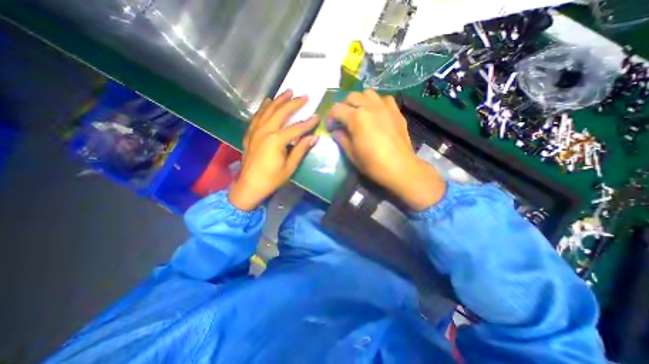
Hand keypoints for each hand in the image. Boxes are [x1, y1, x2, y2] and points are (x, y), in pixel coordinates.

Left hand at [227, 89, 318, 210]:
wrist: (249, 186)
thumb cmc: (272, 179)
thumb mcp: (290, 167)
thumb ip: (301, 150)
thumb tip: (314, 137)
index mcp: (276, 140)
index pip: (296, 128)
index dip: (308, 123)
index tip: (317, 116)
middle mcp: (265, 131)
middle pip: (281, 112)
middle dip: (293, 103)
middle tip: (304, 95)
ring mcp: (255, 131)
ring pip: (268, 110)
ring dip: (278, 100)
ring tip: (287, 91)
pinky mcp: (250, 134)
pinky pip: (257, 116)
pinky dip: (264, 107)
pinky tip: (268, 102)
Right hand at [331, 90, 445, 211]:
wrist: (399, 167)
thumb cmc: (372, 163)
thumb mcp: (352, 154)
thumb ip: (342, 139)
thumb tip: (336, 131)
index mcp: (356, 118)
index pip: (337, 109)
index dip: (330, 117)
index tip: (331, 127)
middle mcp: (369, 107)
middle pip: (352, 96)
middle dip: (344, 106)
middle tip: (344, 119)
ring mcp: (385, 107)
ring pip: (368, 93)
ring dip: (360, 100)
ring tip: (360, 113)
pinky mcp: (396, 111)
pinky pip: (384, 99)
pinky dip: (377, 103)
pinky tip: (377, 113)